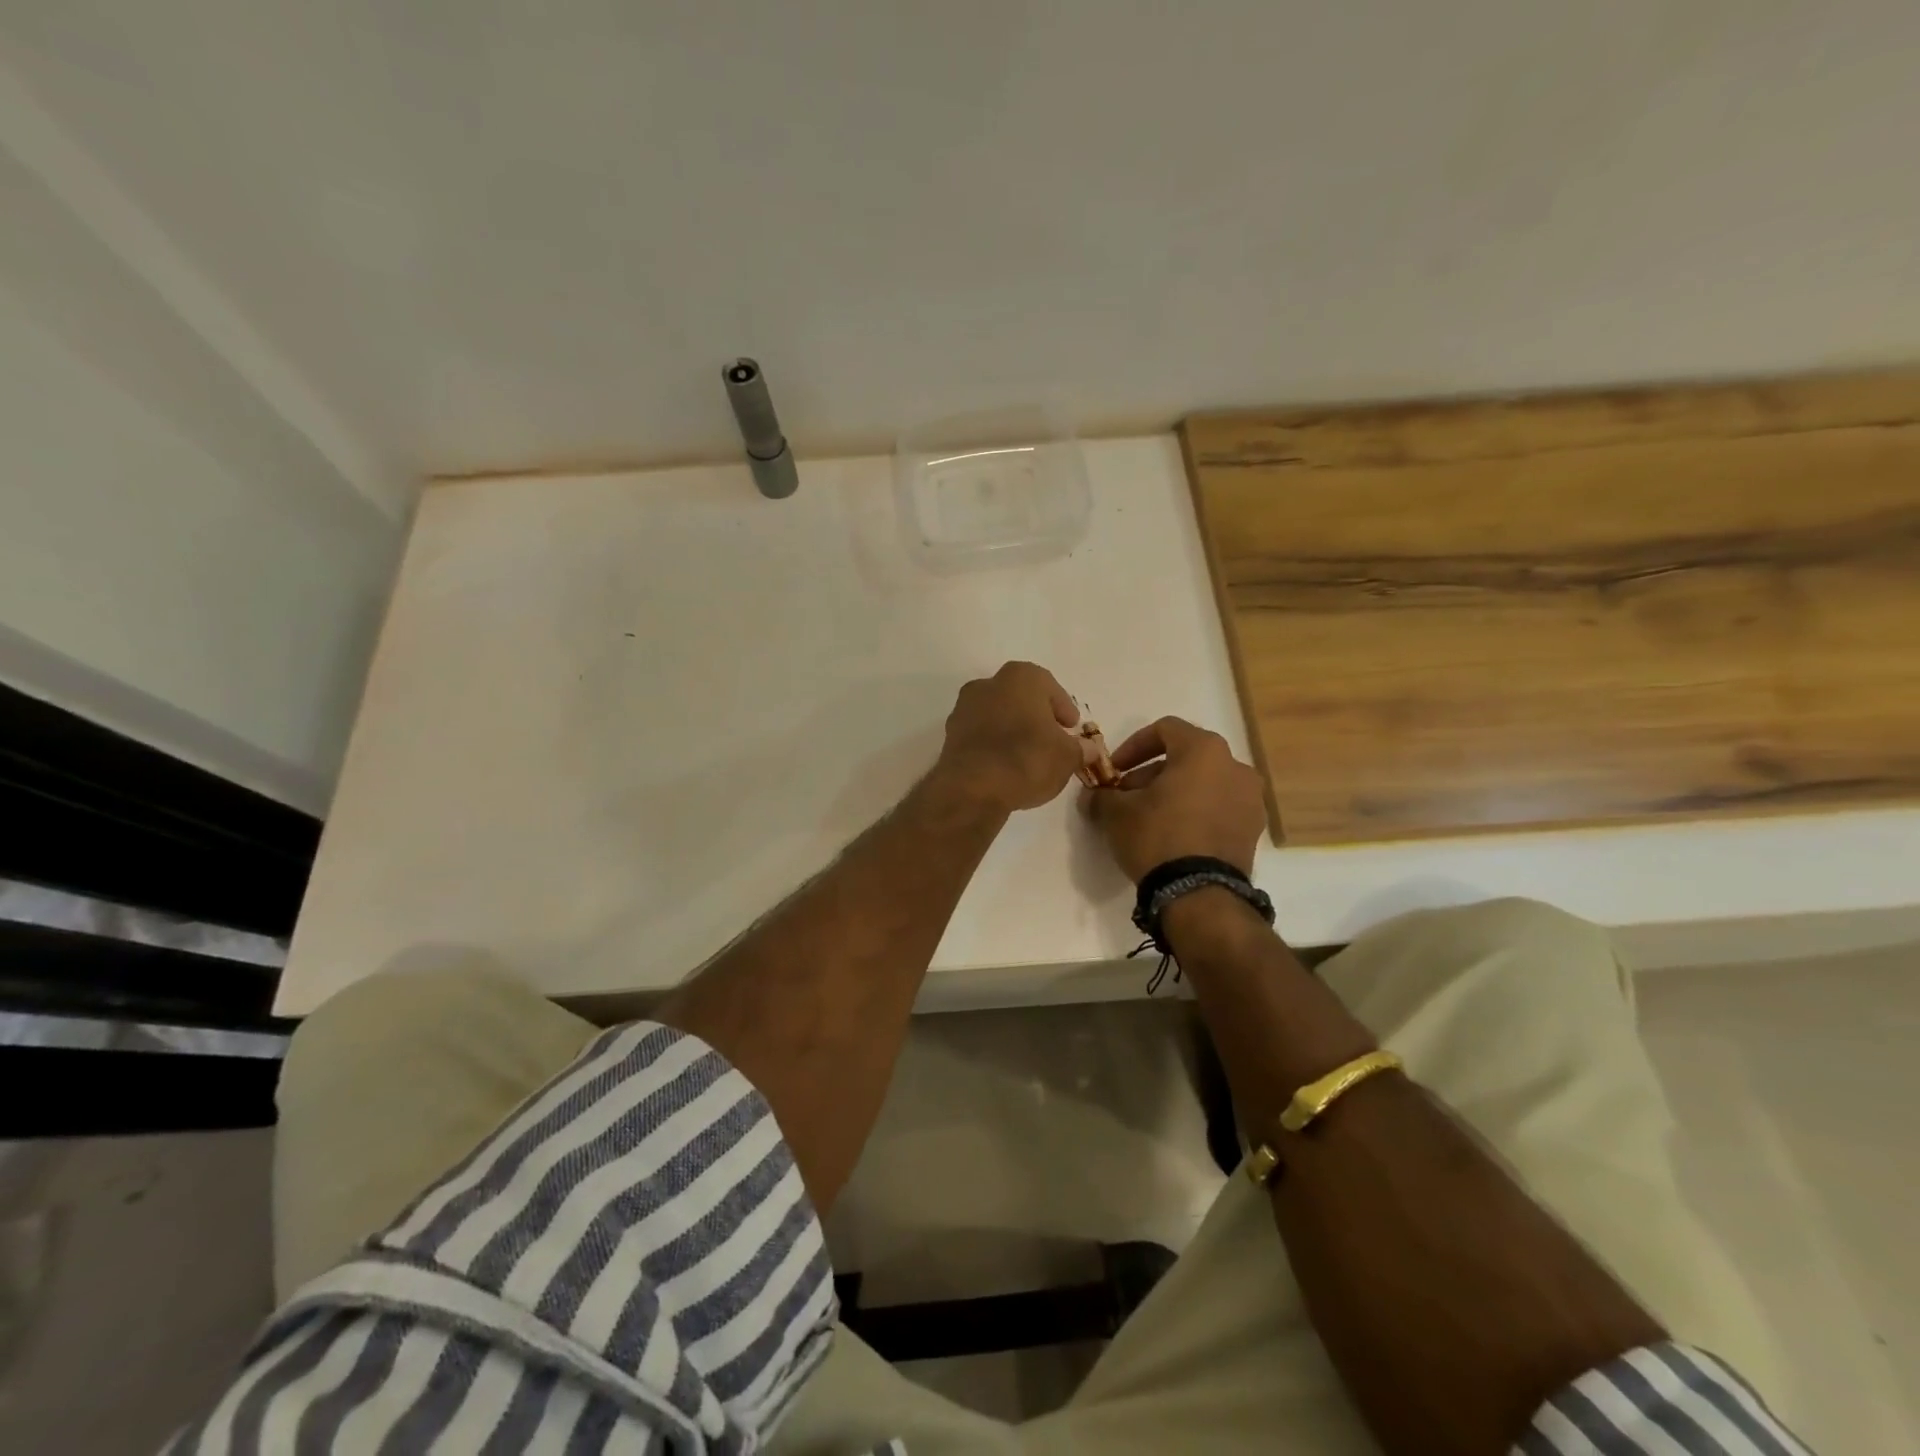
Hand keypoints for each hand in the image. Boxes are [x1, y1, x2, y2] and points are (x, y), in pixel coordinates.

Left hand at [934, 662, 1084, 814]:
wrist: (973, 787)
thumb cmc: (1027, 758)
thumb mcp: (1067, 756)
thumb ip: (1080, 749)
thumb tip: (1087, 749)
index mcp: (1020, 677)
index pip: (1049, 686)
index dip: (1063, 708)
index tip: (1071, 727)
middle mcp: (988, 684)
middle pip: (1020, 698)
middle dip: (1036, 717)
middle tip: (1051, 740)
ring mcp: (964, 708)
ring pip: (997, 715)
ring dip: (1013, 731)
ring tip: (1029, 757)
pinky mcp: (950, 735)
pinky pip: (981, 735)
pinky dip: (993, 745)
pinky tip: (1005, 766)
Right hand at [1084, 716, 1266, 879]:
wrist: (1199, 894)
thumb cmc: (1157, 837)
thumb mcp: (1116, 813)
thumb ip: (1102, 795)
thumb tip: (1094, 796)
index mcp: (1204, 750)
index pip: (1165, 729)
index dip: (1133, 746)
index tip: (1114, 770)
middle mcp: (1235, 766)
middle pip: (1186, 757)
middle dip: (1152, 773)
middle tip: (1127, 797)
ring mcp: (1250, 799)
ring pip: (1204, 783)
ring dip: (1175, 792)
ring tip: (1149, 818)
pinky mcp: (1254, 829)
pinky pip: (1219, 807)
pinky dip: (1196, 811)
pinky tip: (1174, 835)